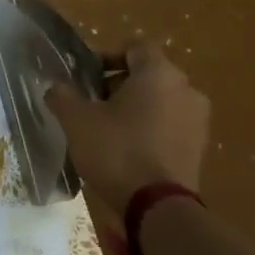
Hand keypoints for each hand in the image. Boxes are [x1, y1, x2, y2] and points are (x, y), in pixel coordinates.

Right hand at [45, 39, 210, 215]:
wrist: (158, 208)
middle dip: (117, 83)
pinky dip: (149, 128)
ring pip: (160, 100)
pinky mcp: (199, 148)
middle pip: (148, 74)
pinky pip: (170, 124)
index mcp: (159, 74)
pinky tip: (125, 148)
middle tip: (90, 102)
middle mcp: (186, 90)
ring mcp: (198, 120)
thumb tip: (55, 86)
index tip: (86, 75)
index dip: (107, 55)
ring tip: (105, 127)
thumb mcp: (76, 119)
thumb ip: (62, 95)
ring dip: (134, 107)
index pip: (135, 47)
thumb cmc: (116, 151)